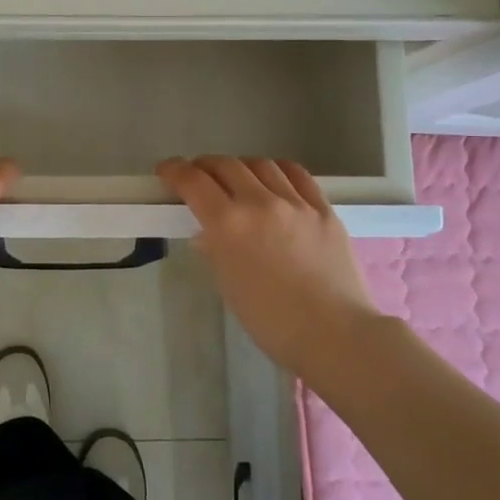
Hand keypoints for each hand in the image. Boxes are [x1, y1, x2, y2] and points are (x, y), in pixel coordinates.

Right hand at [157, 156, 378, 373]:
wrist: (334, 335)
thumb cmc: (271, 322)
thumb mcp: (229, 285)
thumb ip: (215, 250)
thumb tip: (208, 234)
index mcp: (228, 225)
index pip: (193, 181)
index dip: (174, 170)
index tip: (166, 171)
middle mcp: (259, 203)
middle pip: (225, 165)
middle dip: (204, 166)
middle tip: (198, 176)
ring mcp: (295, 203)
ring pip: (261, 164)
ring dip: (240, 166)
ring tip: (237, 178)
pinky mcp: (324, 208)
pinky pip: (297, 175)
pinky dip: (277, 171)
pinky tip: (274, 179)